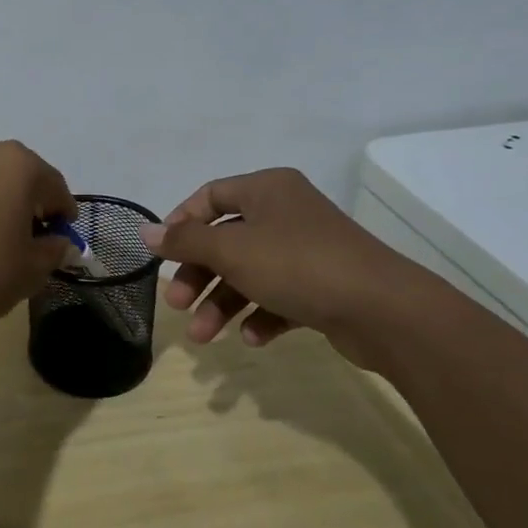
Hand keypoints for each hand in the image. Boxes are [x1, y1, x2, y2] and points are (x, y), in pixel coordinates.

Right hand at [138, 169, 408, 352]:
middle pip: (227, 240)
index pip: (210, 196)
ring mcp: (307, 250)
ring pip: (250, 272)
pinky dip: (261, 314)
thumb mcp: (231, 251)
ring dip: (223, 303)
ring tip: (205, 337)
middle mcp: (287, 212)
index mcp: (267, 189)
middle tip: (177, 305)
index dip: (181, 223)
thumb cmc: (297, 265)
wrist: (384, 310)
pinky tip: (253, 338)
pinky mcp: (324, 286)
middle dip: (199, 275)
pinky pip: (280, 295)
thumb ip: (185, 242)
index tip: (163, 255)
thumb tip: (144, 232)